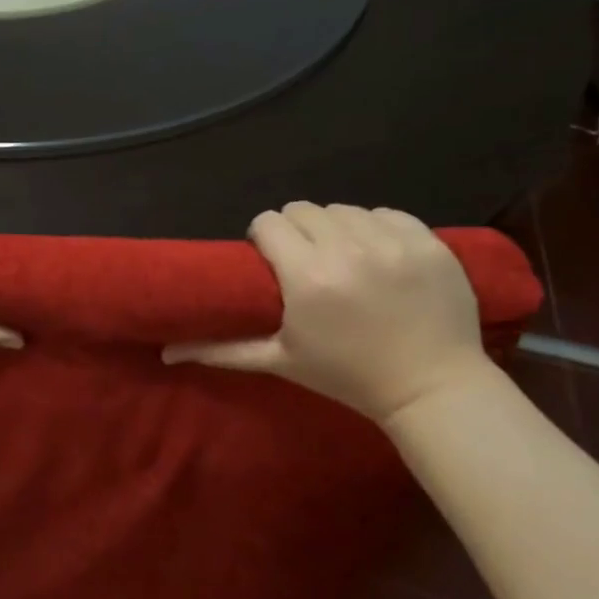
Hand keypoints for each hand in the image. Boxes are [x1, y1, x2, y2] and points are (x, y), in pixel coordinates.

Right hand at [162, 202, 495, 423]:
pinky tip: (378, 255)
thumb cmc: (348, 376)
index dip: (264, 237)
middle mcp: (348, 250)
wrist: (433, 389)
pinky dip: (377, 228)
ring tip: (343, 258)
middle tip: (305, 260)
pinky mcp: (430, 243)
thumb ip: (220, 349)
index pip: (269, 222)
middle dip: (297, 230)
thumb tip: (165, 352)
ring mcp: (394, 244)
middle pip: (303, 210)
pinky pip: (388, 213)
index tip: (271, 259)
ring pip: (344, 209)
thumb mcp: (279, 361)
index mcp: (307, 276)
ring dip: (336, 228)